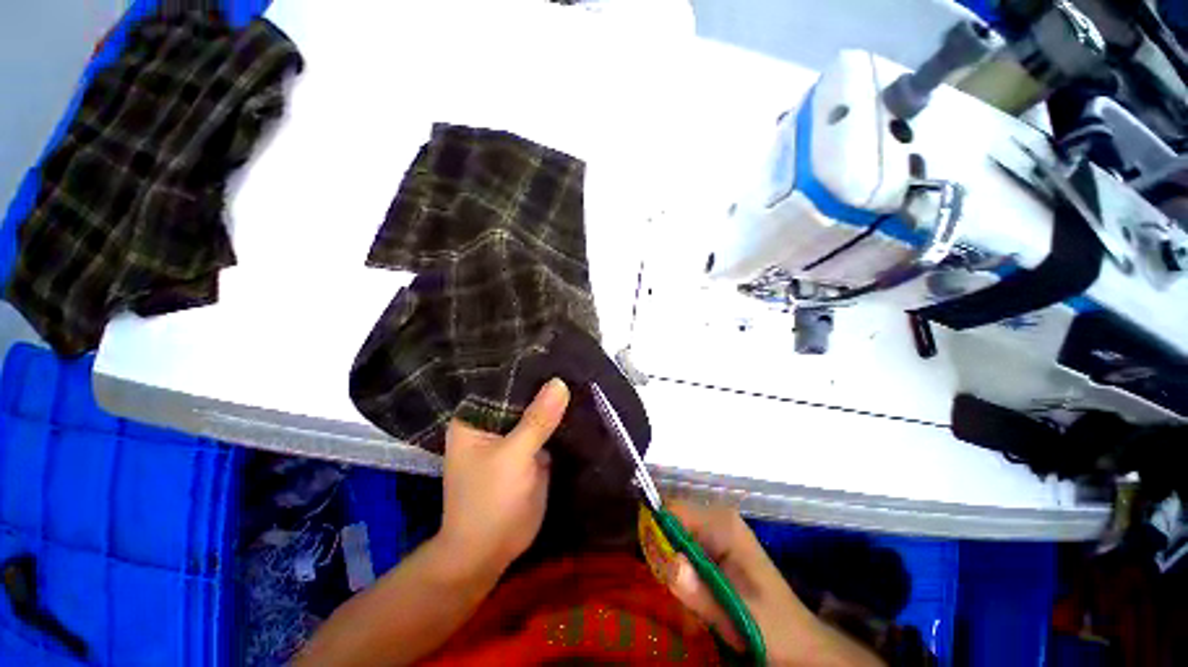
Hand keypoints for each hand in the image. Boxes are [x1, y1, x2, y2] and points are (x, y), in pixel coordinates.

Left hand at [439, 378, 569, 574]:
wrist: (491, 551)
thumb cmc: (489, 501)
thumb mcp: (513, 457)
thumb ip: (537, 420)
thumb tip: (560, 382)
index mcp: (475, 417)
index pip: (501, 381)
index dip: (526, 367)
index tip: (554, 350)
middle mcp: (492, 422)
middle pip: (522, 395)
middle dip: (545, 384)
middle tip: (575, 361)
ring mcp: (513, 437)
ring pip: (536, 412)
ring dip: (555, 402)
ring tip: (582, 376)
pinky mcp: (530, 450)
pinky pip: (547, 429)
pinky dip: (561, 420)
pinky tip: (581, 404)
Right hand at [665, 501, 884, 666]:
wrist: (800, 642)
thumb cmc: (771, 627)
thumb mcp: (733, 615)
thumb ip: (698, 591)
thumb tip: (667, 560)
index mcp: (722, 523)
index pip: (672, 509)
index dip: (654, 532)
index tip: (651, 564)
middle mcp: (718, 516)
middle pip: (671, 519)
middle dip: (664, 551)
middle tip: (669, 587)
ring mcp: (719, 528)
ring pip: (676, 533)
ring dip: (672, 563)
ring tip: (684, 595)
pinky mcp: (719, 542)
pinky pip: (686, 543)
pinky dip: (682, 567)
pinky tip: (693, 591)